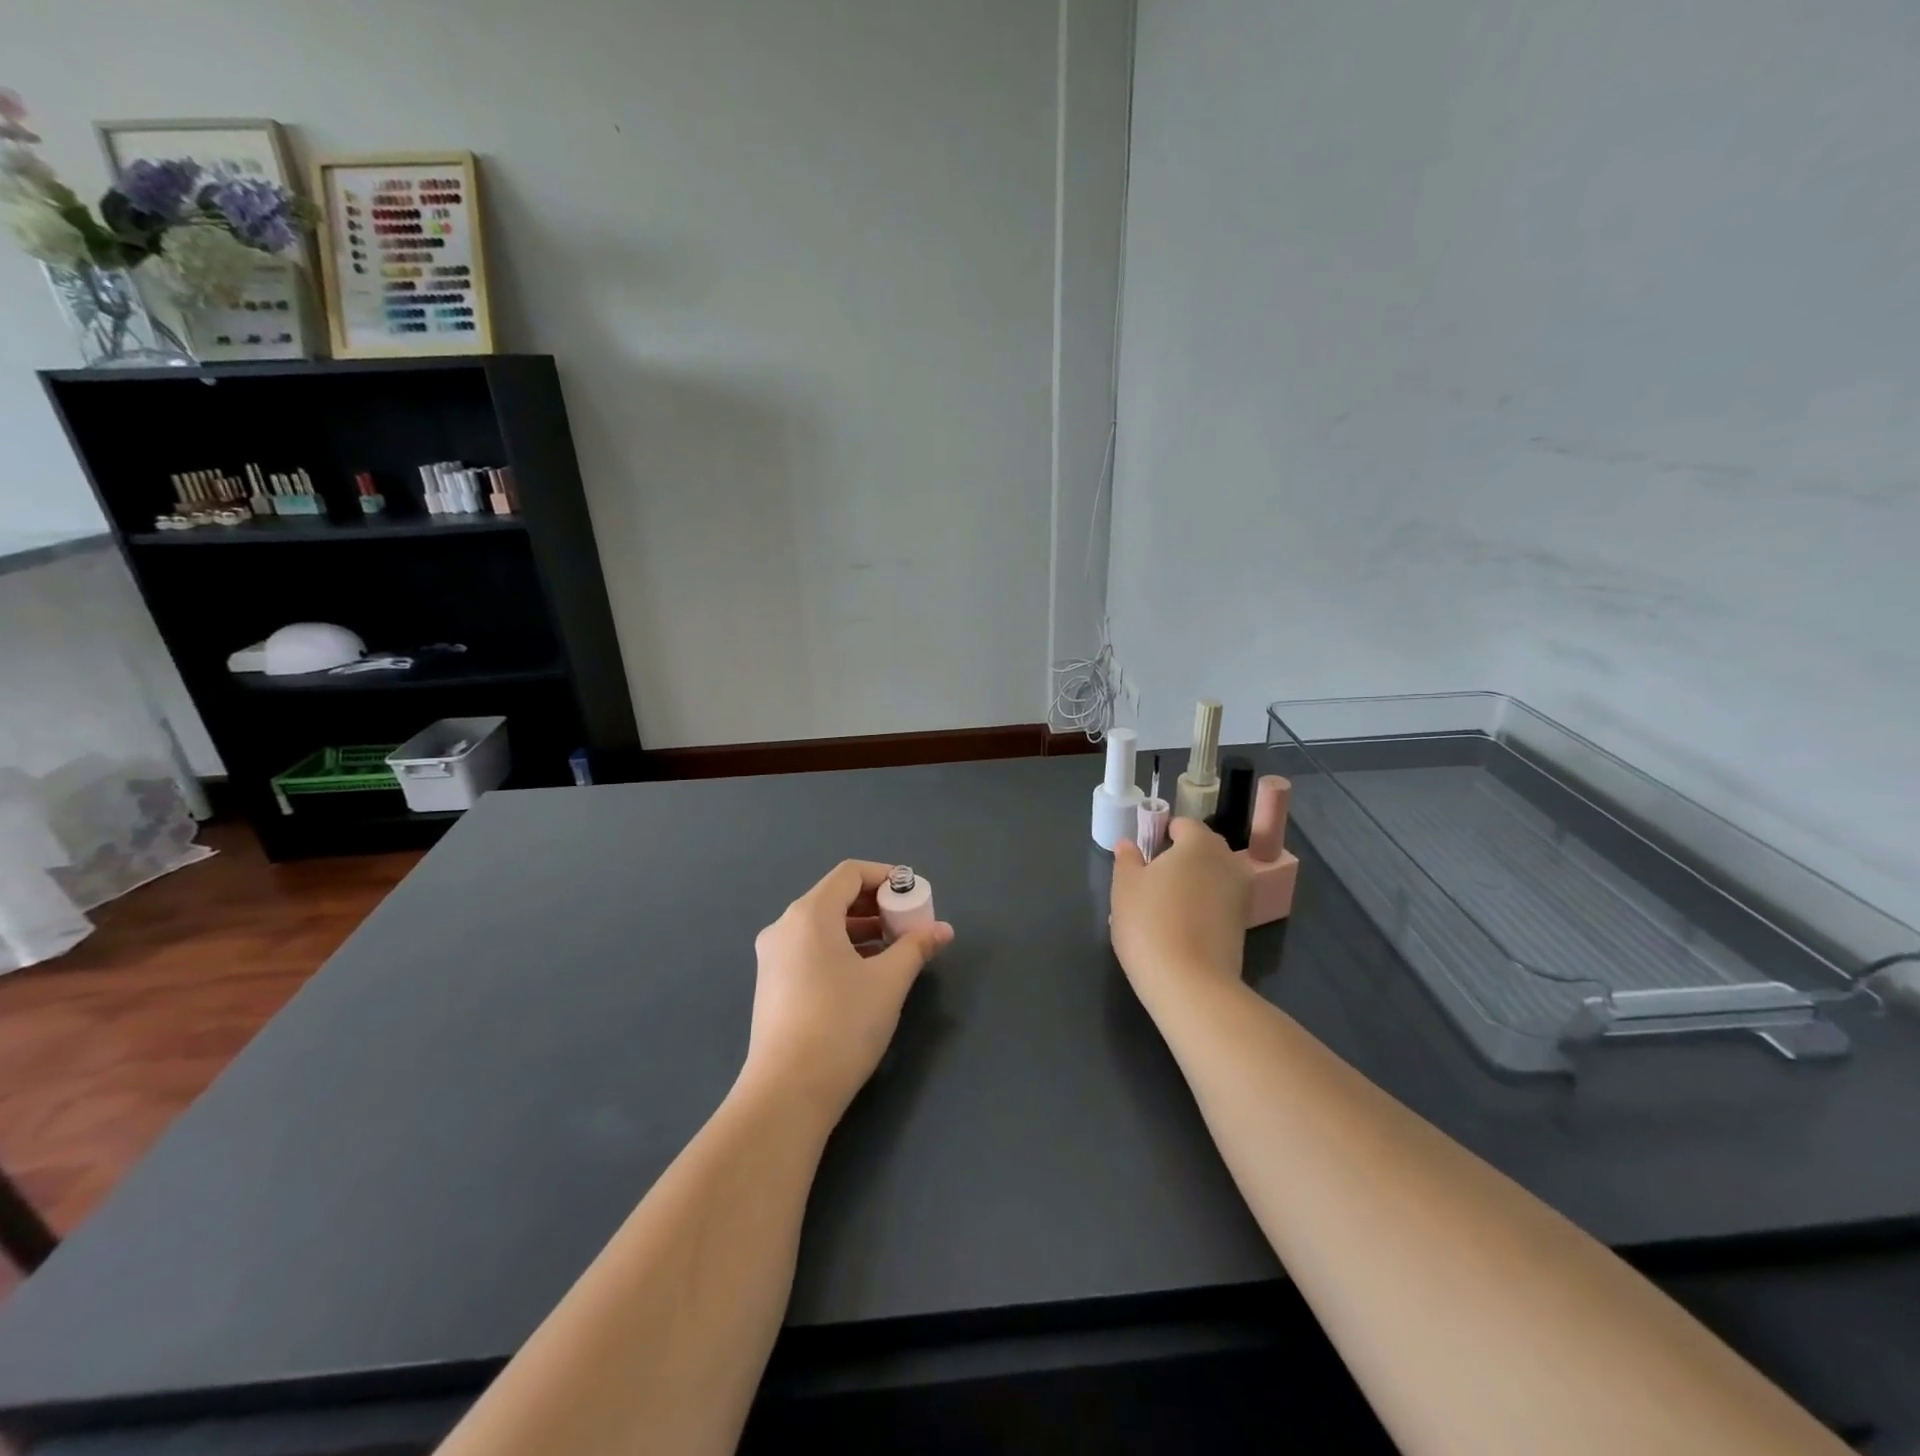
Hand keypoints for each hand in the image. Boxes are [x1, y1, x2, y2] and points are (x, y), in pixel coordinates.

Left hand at [740, 859, 953, 1122]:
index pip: (849, 873)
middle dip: (876, 905)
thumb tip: (942, 930)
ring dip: (860, 929)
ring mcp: (772, 958)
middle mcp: (784, 927)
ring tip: (894, 950)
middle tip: (908, 924)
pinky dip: (840, 949)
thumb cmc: (842, 1025)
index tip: (914, 895)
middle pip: (834, 897)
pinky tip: (864, 974)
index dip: (885, 876)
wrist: (787, 1093)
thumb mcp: (889, 982)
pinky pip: (810, 949)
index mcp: (809, 914)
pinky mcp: (771, 985)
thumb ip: (916, 947)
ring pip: (822, 926)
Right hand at [1111, 819, 1248, 1013]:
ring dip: (1189, 884)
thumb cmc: (1150, 923)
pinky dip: (1199, 908)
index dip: (1159, 834)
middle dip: (1176, 859)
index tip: (1141, 856)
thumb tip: (1129, 844)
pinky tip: (1176, 929)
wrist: (1190, 985)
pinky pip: (1217, 903)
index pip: (1182, 824)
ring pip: (1209, 877)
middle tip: (1147, 883)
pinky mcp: (1243, 925)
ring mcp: (1241, 895)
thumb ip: (1127, 859)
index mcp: (1200, 843)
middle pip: (1200, 849)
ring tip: (1160, 909)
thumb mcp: (1125, 886)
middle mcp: (1228, 862)